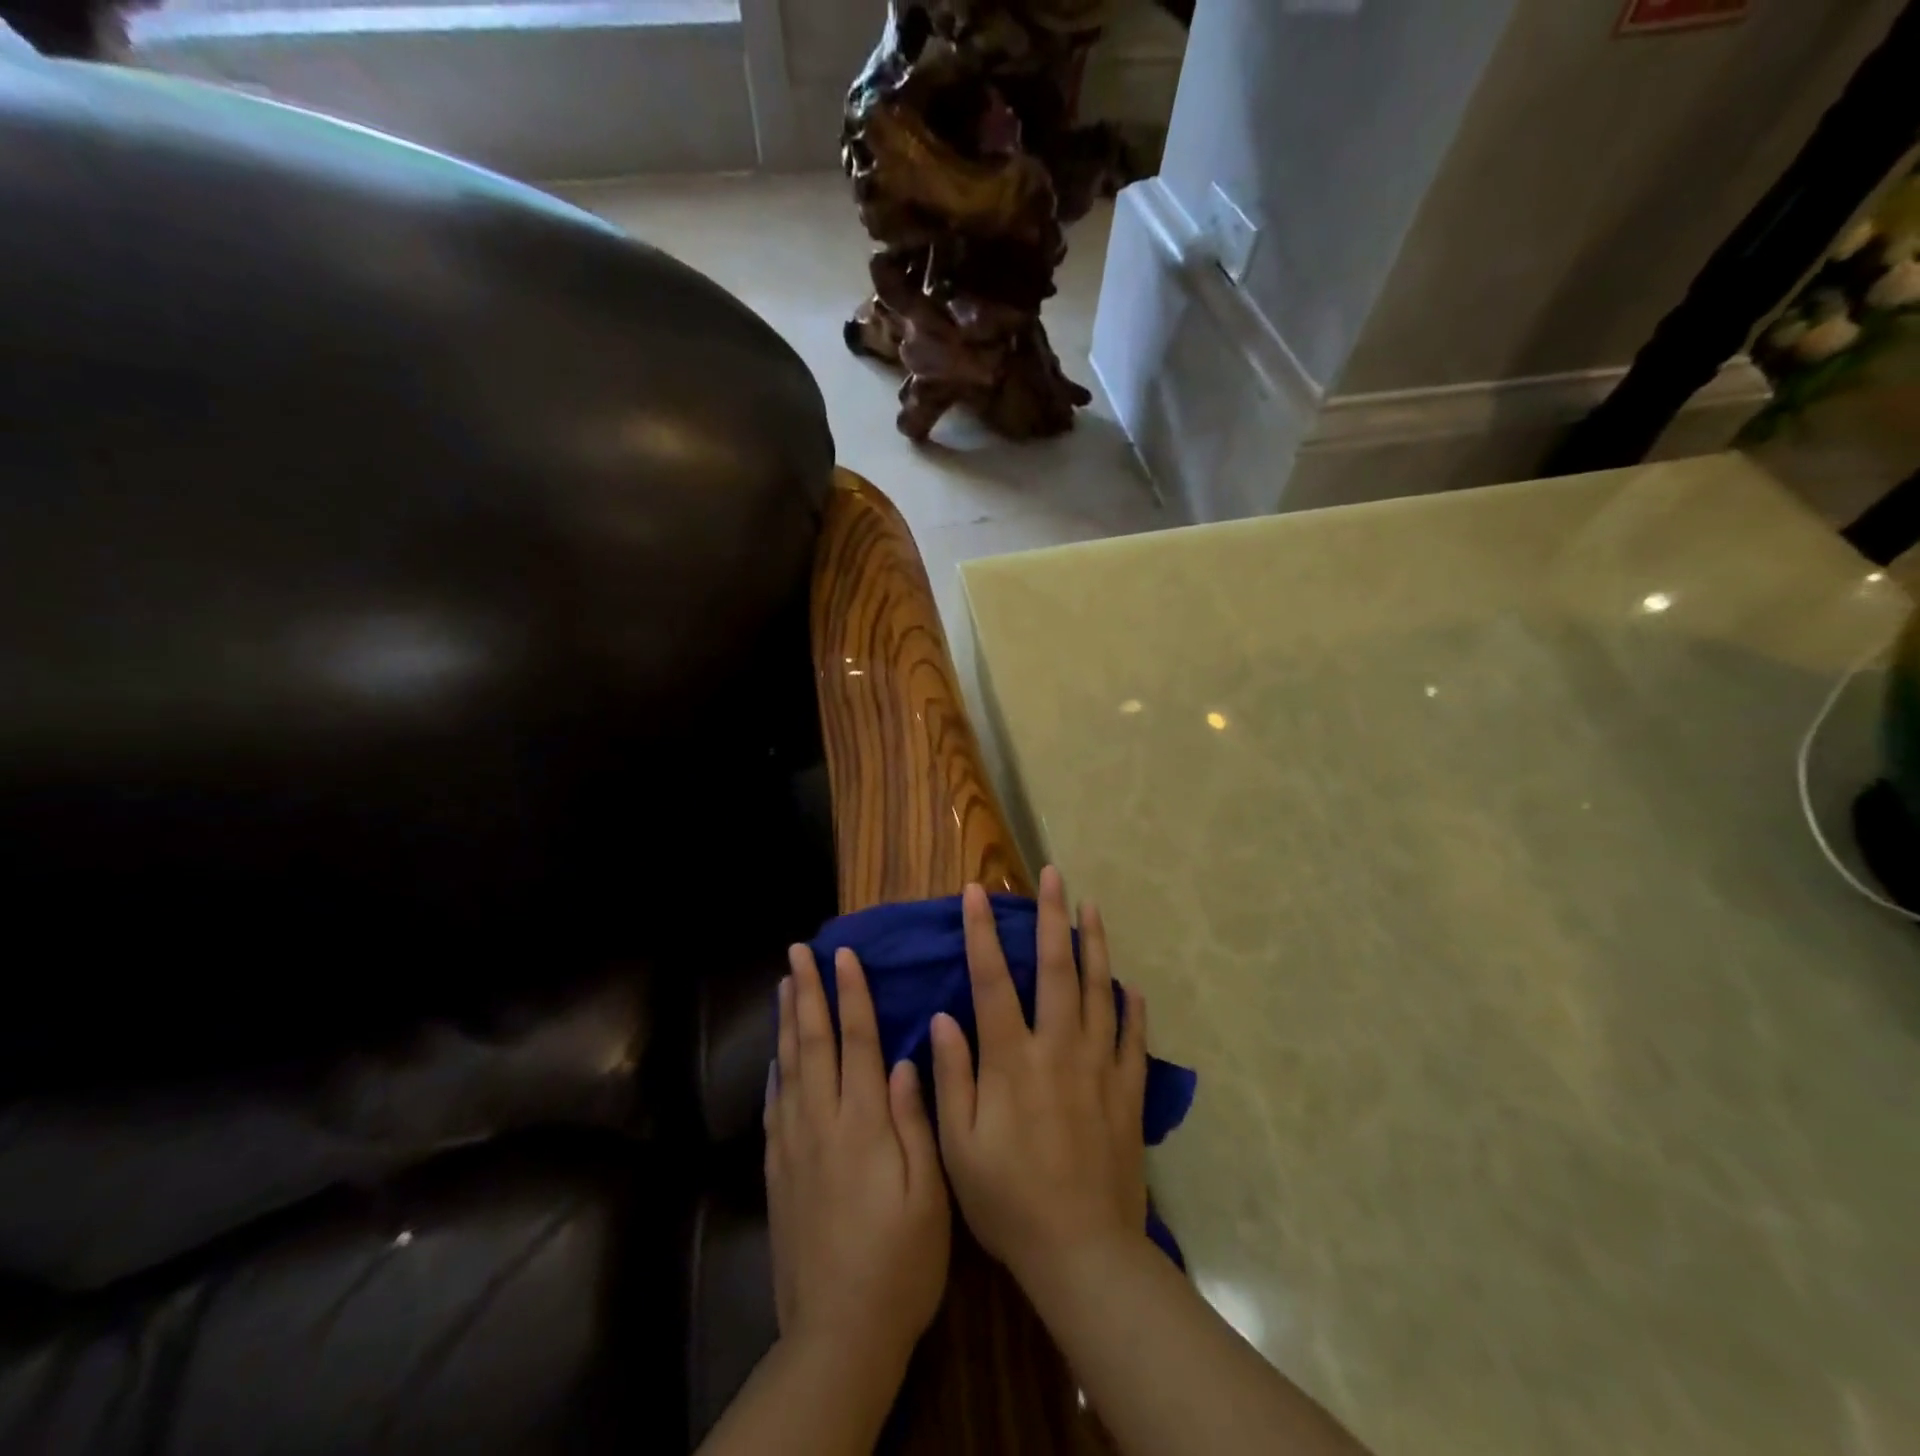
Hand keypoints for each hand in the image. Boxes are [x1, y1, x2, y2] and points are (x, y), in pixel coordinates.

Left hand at [765, 942, 950, 1371]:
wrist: (838, 1333)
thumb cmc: (901, 1262)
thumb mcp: (929, 1195)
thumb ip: (914, 1122)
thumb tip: (903, 1060)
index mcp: (864, 1124)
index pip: (857, 1041)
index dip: (851, 994)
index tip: (844, 955)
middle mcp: (823, 1123)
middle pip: (813, 1043)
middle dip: (807, 993)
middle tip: (798, 952)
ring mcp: (794, 1148)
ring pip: (789, 1068)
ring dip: (787, 1021)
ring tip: (784, 985)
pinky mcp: (778, 1174)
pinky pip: (773, 1108)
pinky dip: (774, 1073)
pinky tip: (776, 1058)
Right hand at [930, 867, 1149, 1290]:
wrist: (1082, 1252)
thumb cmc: (1008, 1201)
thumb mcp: (959, 1147)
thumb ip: (952, 1077)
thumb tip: (944, 1017)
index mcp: (1012, 1059)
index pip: (992, 980)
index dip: (981, 933)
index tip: (976, 893)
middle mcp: (1058, 1048)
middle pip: (1056, 967)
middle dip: (1051, 916)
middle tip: (1052, 876)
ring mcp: (1099, 1065)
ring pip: (1098, 990)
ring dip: (1094, 944)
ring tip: (1091, 906)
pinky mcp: (1127, 1090)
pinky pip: (1132, 1036)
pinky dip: (1131, 1006)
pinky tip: (1129, 984)